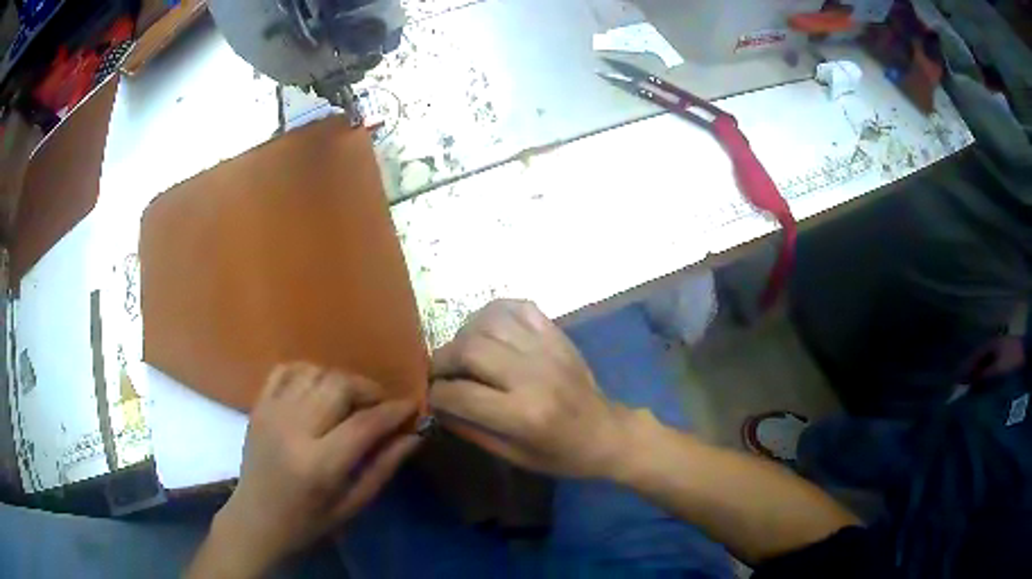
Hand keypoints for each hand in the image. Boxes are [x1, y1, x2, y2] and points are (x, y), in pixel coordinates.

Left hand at [200, 363, 419, 576]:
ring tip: (352, 400)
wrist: (256, 520)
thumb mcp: (352, 505)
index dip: (394, 411)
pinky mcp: (258, 406)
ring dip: (341, 380)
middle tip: (381, 405)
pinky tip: (319, 388)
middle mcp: (293, 430)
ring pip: (315, 373)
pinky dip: (309, 371)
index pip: (365, 424)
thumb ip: (383, 467)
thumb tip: (414, 435)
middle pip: (339, 386)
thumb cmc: (308, 522)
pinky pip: (286, 370)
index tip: (412, 406)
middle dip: (369, 390)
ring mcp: (271, 413)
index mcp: (319, 464)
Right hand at [429, 300, 628, 478]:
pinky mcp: (557, 335)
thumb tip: (436, 404)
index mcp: (523, 415)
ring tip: (462, 351)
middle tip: (439, 372)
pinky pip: (518, 307)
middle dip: (441, 359)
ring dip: (464, 333)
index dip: (435, 394)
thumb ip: (471, 430)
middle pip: (469, 349)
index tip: (432, 396)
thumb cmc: (562, 455)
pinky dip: (494, 313)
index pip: (460, 393)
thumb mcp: (514, 457)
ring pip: (489, 322)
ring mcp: (547, 349)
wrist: (609, 433)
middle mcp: (532, 375)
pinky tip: (487, 330)